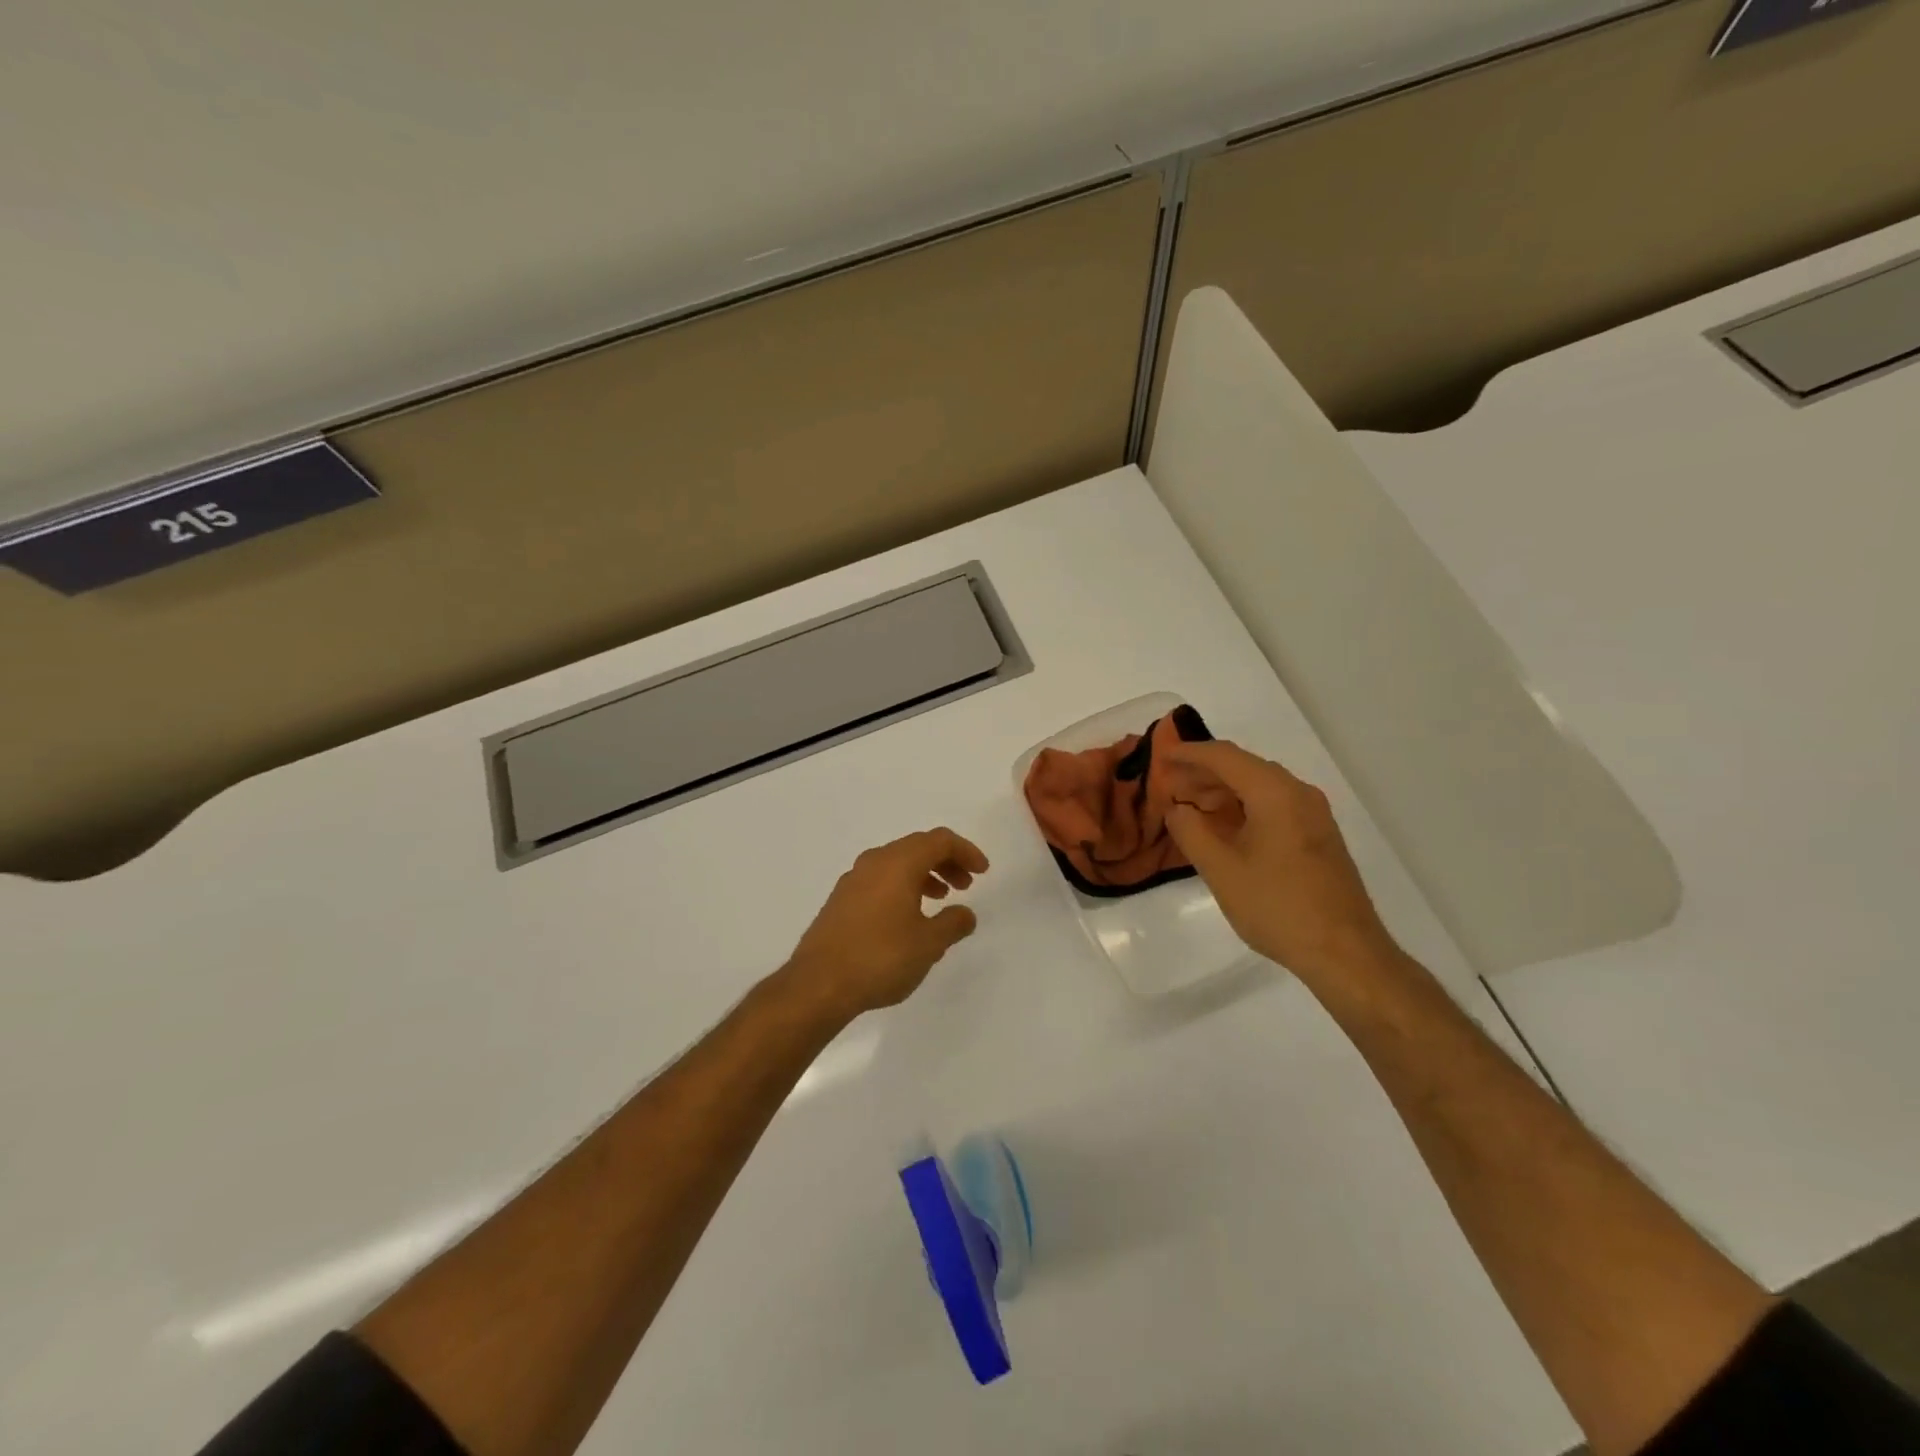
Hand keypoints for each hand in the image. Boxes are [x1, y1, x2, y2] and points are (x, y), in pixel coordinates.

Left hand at [784, 828, 989, 1020]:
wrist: (818, 984)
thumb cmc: (880, 958)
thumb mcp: (928, 944)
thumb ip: (953, 924)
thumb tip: (965, 913)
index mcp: (898, 863)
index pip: (939, 840)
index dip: (965, 851)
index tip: (982, 872)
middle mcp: (874, 862)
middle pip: (917, 847)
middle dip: (946, 861)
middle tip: (965, 885)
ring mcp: (853, 880)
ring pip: (896, 863)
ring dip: (924, 875)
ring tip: (939, 900)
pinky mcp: (840, 900)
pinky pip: (880, 880)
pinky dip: (902, 886)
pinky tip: (907, 917)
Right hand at [1161, 739, 1396, 980]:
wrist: (1344, 952)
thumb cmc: (1277, 907)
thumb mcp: (1221, 870)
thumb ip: (1191, 832)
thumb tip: (1178, 809)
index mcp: (1275, 793)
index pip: (1225, 757)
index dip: (1189, 754)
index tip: (1161, 756)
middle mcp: (1298, 794)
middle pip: (1244, 768)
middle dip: (1203, 773)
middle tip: (1168, 785)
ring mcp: (1313, 815)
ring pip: (1259, 788)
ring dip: (1222, 792)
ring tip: (1189, 807)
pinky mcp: (1317, 837)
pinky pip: (1274, 807)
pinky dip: (1243, 808)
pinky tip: (1222, 829)